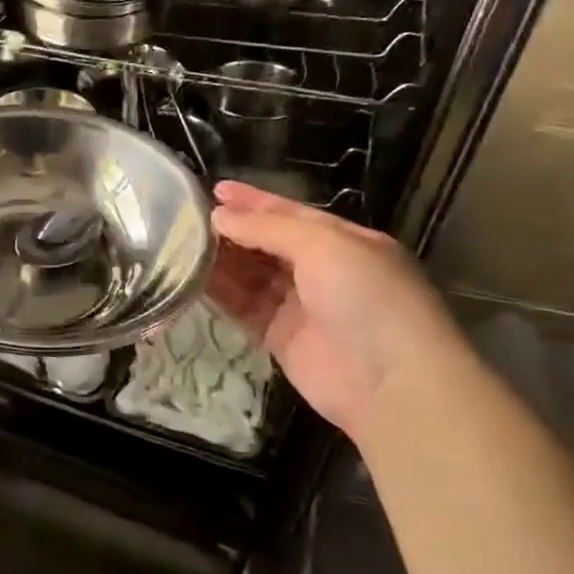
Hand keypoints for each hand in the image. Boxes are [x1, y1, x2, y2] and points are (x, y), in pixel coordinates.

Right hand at [205, 180, 471, 440]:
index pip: (291, 214)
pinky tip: (192, 278)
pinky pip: (244, 307)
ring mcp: (301, 306)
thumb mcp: (323, 245)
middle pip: (267, 243)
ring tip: (181, 244)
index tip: (214, 190)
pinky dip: (220, 293)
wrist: (391, 383)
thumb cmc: (366, 298)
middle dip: (232, 230)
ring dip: (221, 260)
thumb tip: (219, 216)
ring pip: (251, 275)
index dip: (253, 201)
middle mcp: (323, 270)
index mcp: (344, 242)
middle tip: (187, 218)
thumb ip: (267, 228)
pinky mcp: (281, 338)